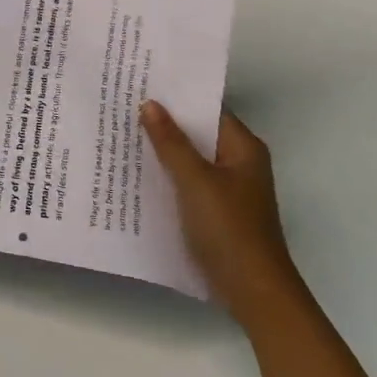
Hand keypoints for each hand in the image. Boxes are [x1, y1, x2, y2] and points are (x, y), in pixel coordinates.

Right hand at [140, 102, 300, 325]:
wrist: (253, 292)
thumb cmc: (229, 229)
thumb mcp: (195, 181)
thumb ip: (171, 142)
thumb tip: (150, 104)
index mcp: (243, 149)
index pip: (208, 109)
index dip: (178, 97)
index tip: (142, 84)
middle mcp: (239, 163)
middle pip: (199, 134)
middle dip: (165, 123)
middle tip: (124, 106)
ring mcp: (229, 189)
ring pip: (191, 160)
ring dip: (163, 151)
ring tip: (123, 134)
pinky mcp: (217, 212)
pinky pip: (188, 183)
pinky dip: (168, 176)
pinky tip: (137, 174)